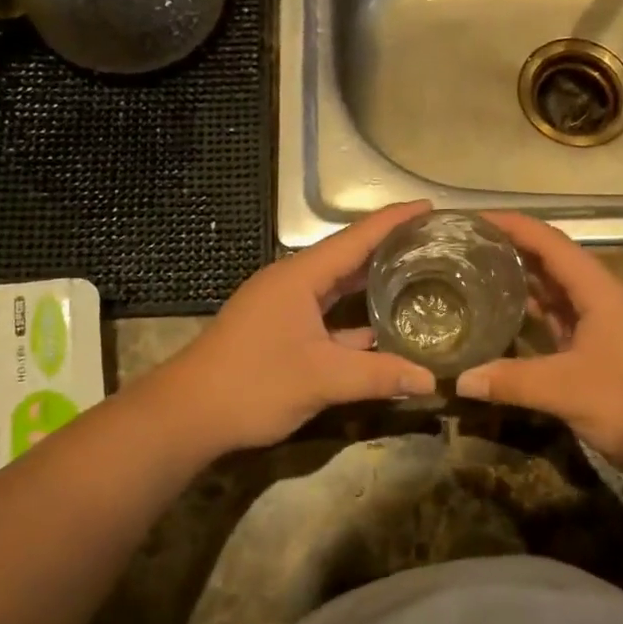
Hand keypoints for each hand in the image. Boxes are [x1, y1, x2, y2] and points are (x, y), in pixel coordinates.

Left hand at [139, 202, 436, 455]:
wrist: (187, 416)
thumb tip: (432, 382)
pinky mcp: (282, 331)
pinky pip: (329, 314)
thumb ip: (378, 376)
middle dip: (391, 249)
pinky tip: (387, 329)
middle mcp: (294, 282)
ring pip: (339, 288)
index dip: (394, 221)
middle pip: (350, 257)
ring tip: (421, 278)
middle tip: (436, 244)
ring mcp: (286, 307)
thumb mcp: (321, 379)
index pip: (356, 238)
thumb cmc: (252, 384)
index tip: (431, 207)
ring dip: (375, 284)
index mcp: (300, 276)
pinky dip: (357, 319)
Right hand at [457, 212, 622, 475]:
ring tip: (477, 280)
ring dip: (522, 285)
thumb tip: (460, 379)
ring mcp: (605, 327)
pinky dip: (534, 319)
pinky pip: (561, 324)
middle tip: (465, 250)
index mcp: (598, 290)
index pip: (550, 243)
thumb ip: (512, 380)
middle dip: (512, 251)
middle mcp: (602, 299)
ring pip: (557, 295)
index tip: (474, 220)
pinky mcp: (604, 354)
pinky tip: (507, 327)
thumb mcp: (566, 388)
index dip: (513, 226)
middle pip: (552, 263)